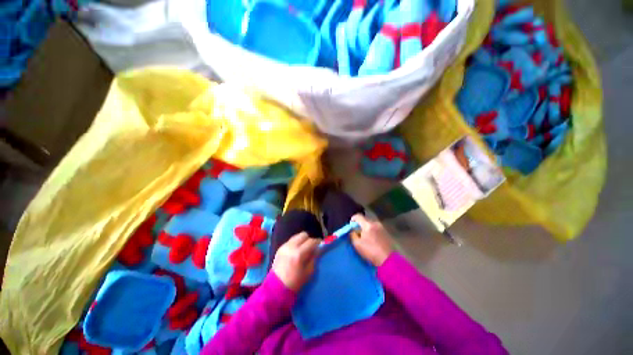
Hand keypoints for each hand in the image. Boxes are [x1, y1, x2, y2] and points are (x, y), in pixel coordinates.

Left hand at [272, 232, 319, 291]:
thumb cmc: (295, 282)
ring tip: (304, 248)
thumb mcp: (309, 271)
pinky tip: (296, 251)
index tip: (320, 244)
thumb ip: (314, 258)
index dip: (317, 242)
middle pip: (303, 235)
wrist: (276, 288)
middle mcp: (291, 247)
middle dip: (309, 239)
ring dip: (302, 240)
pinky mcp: (280, 247)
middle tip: (311, 246)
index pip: (311, 241)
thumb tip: (317, 249)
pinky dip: (295, 243)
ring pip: (297, 236)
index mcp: (299, 254)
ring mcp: (284, 246)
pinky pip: (291, 241)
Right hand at [351, 214, 393, 266]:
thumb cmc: (371, 251)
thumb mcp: (357, 244)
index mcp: (368, 224)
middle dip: (360, 224)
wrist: (388, 260)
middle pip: (365, 219)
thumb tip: (352, 230)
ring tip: (364, 236)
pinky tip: (371, 239)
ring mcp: (382, 227)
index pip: (358, 216)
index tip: (351, 225)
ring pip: (371, 224)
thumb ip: (352, 234)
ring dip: (366, 228)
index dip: (353, 219)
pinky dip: (372, 231)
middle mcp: (375, 223)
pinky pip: (376, 228)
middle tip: (357, 232)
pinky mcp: (386, 232)